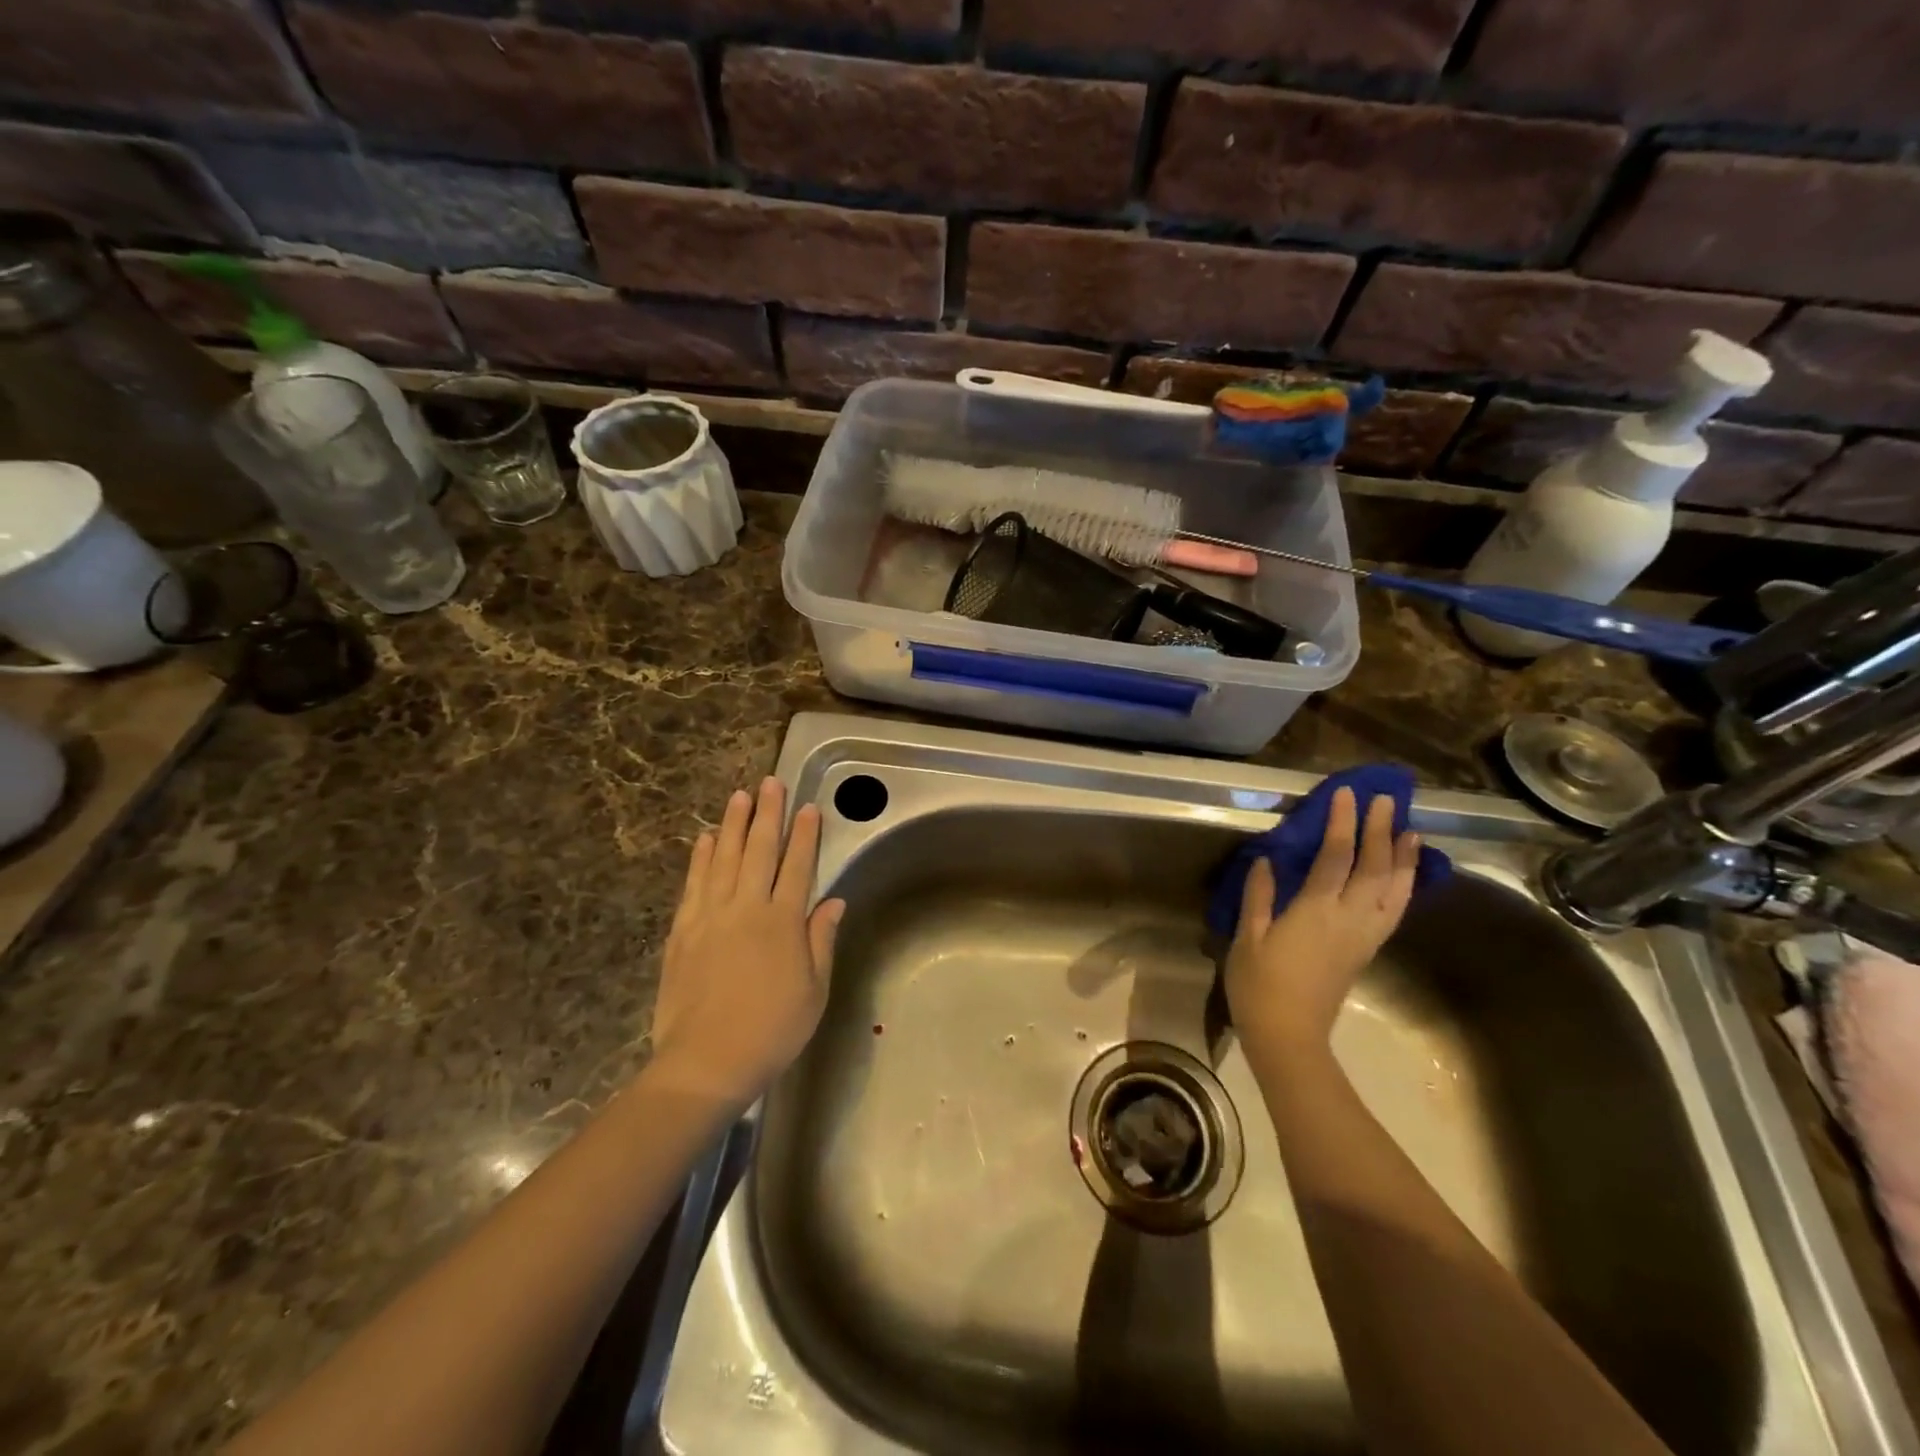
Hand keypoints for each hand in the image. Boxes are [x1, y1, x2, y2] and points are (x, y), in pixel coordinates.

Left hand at [649, 778, 844, 1106]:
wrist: (705, 1062)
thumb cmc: (772, 1030)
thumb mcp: (814, 991)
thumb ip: (821, 940)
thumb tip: (833, 901)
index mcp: (783, 921)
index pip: (798, 865)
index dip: (805, 834)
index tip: (809, 807)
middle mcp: (747, 907)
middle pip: (759, 850)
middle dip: (768, 814)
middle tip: (770, 783)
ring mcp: (710, 916)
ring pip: (724, 858)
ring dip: (733, 824)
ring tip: (739, 796)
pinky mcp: (682, 930)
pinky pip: (693, 883)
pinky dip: (700, 858)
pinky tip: (705, 839)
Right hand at [1225, 788, 1418, 1064]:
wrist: (1289, 1036)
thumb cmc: (1259, 985)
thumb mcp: (1248, 937)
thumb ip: (1259, 896)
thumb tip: (1267, 860)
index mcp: (1316, 911)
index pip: (1336, 856)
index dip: (1343, 823)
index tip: (1346, 794)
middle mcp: (1348, 918)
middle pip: (1373, 867)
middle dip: (1380, 831)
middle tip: (1386, 800)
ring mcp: (1363, 936)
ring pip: (1393, 890)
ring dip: (1403, 858)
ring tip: (1411, 831)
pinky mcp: (1366, 950)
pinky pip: (1393, 911)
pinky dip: (1403, 888)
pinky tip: (1403, 875)